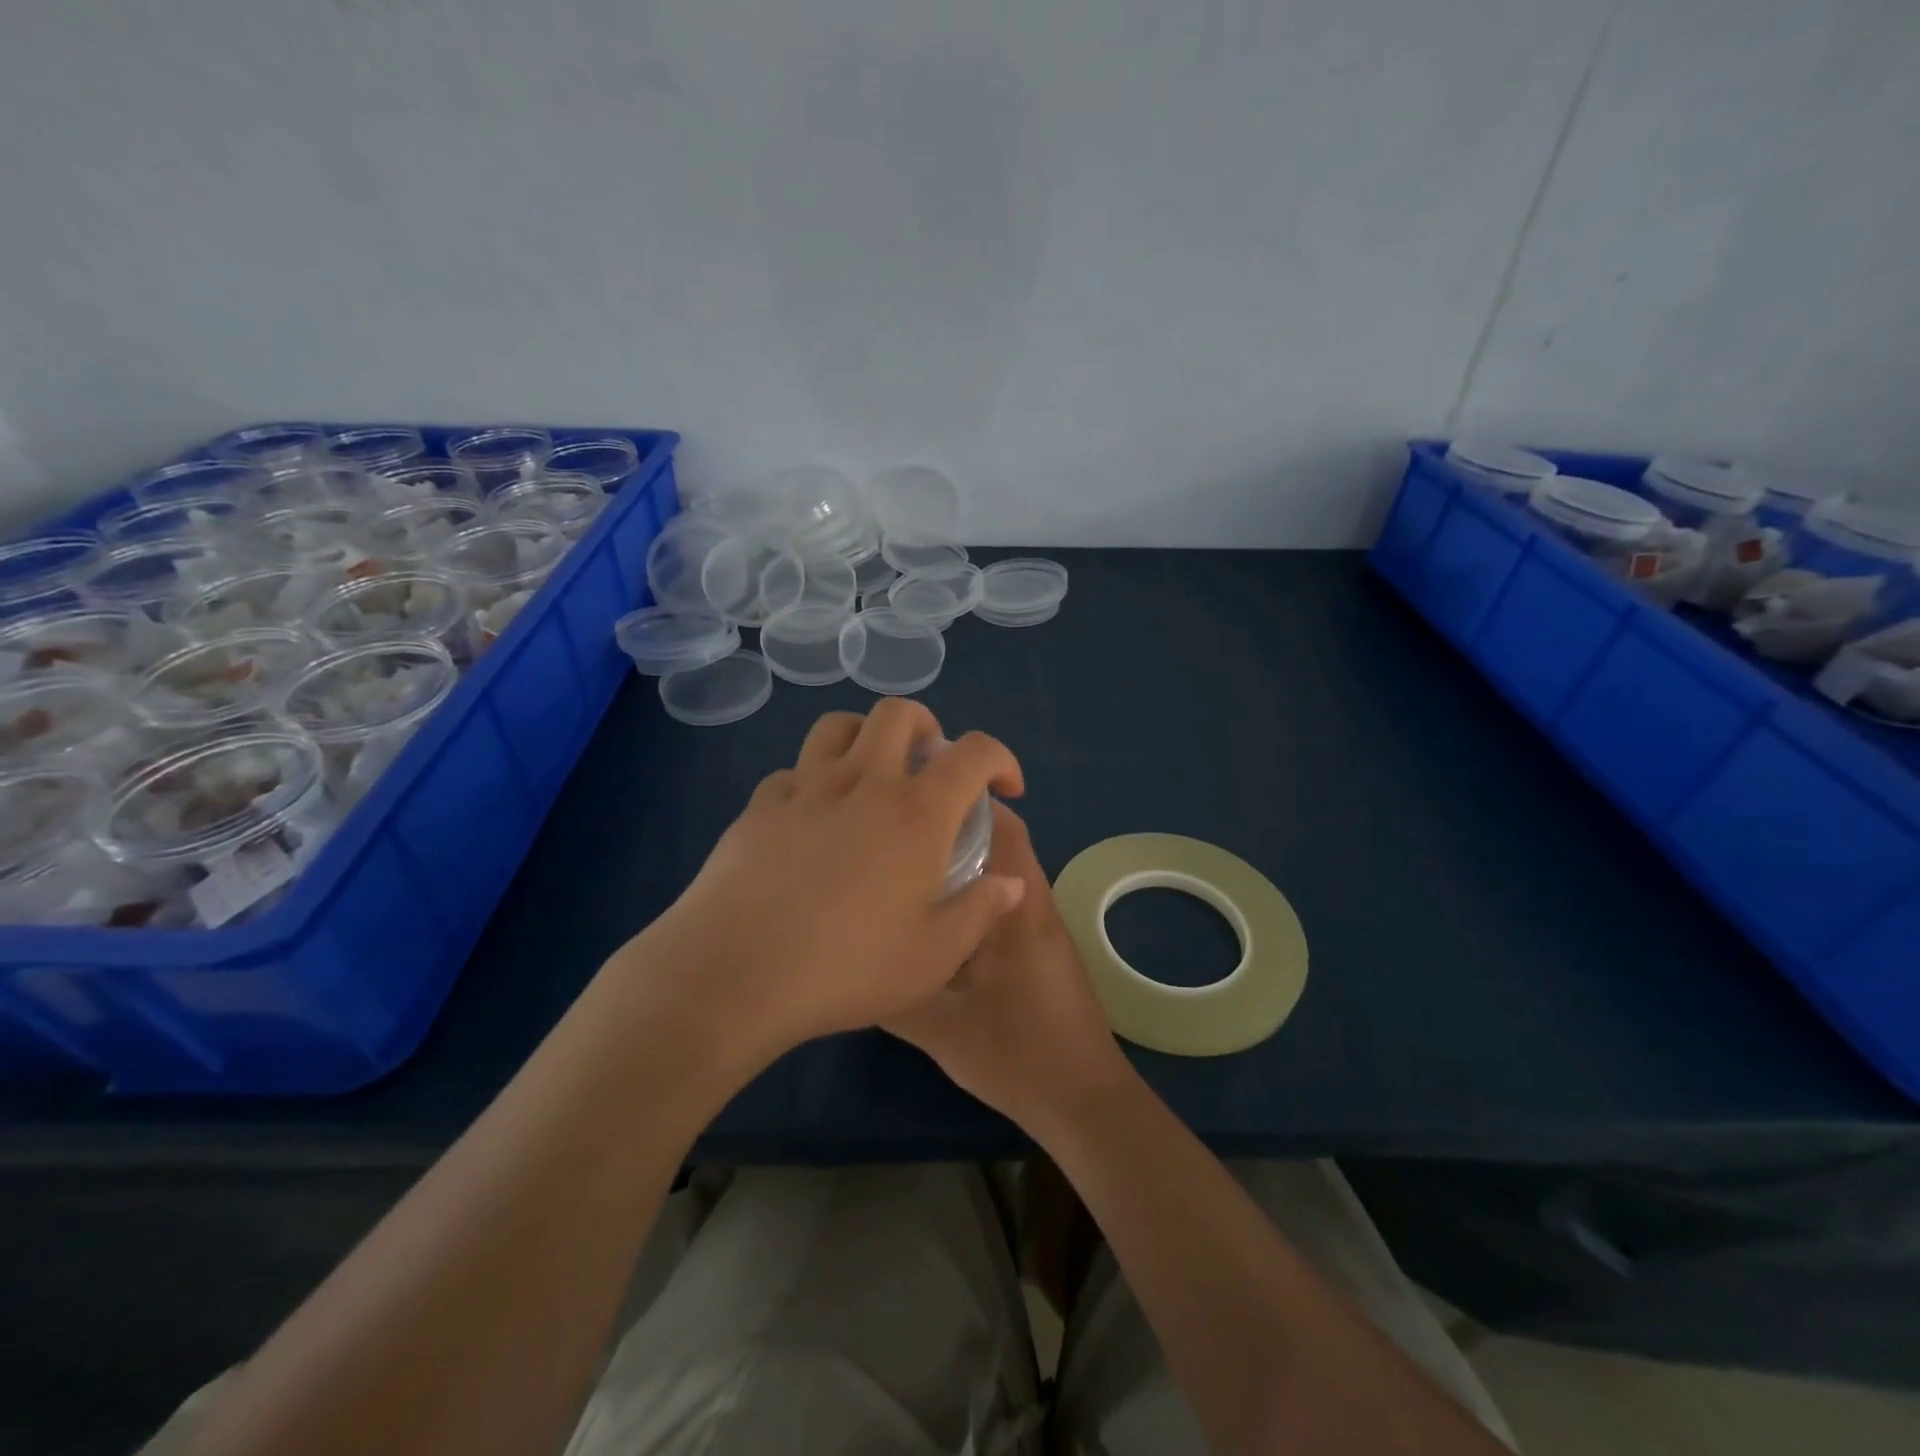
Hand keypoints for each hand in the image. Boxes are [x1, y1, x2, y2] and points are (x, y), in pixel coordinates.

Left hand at [618, 701, 1027, 1066]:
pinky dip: (816, 778)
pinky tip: (813, 819)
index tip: (1005, 787)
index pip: (973, 753)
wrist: (732, 973)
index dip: (1001, 758)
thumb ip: (980, 912)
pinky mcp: (760, 803)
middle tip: (932, 766)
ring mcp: (805, 786)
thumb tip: (1011, 883)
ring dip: (867, 736)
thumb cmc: (845, 968)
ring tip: (873, 774)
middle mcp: (863, 782)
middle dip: (928, 727)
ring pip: (839, 725)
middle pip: (899, 713)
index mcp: (916, 813)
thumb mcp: (932, 957)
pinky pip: (795, 769)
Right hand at [885, 802, 1130, 1130]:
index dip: (962, 801)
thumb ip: (893, 992)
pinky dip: (977, 890)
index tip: (916, 794)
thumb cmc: (1016, 1055)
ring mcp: (1042, 924)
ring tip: (911, 860)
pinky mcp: (1042, 946)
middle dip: (956, 824)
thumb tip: (849, 959)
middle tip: (902, 826)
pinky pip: (1006, 898)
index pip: (1001, 826)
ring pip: (1004, 869)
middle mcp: (1035, 902)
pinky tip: (939, 912)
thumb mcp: (940, 1027)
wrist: (1083, 1100)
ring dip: (967, 857)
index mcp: (1018, 906)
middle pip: (1002, 840)